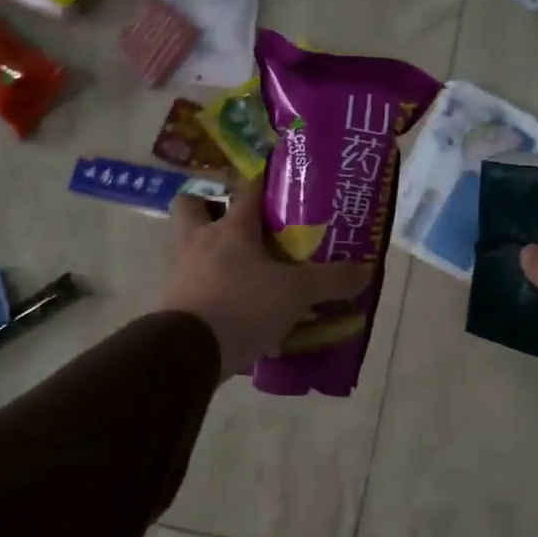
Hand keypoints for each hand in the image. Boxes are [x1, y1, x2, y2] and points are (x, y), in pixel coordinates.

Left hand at [159, 184, 372, 378]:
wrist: (187, 352)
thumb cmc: (243, 306)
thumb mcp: (297, 293)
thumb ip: (331, 280)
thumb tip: (367, 270)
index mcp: (231, 229)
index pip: (246, 192)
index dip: (262, 185)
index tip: (277, 186)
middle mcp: (198, 242)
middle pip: (191, 206)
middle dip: (210, 208)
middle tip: (239, 225)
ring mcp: (179, 272)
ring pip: (185, 245)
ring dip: (206, 250)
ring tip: (237, 268)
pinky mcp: (170, 302)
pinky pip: (189, 285)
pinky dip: (206, 290)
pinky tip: (229, 308)